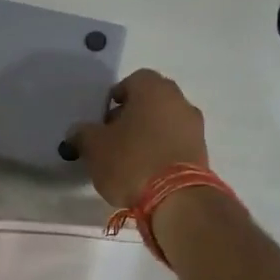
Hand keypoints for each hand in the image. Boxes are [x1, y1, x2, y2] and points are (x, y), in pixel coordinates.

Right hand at [69, 68, 207, 207]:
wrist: (176, 199)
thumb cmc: (131, 161)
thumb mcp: (94, 147)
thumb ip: (82, 134)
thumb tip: (78, 132)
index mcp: (153, 89)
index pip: (133, 80)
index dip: (116, 97)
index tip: (103, 118)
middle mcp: (179, 101)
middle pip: (151, 101)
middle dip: (131, 115)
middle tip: (113, 137)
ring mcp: (195, 127)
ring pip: (165, 122)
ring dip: (148, 134)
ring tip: (128, 158)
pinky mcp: (202, 152)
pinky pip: (176, 143)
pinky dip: (161, 150)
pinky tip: (146, 170)